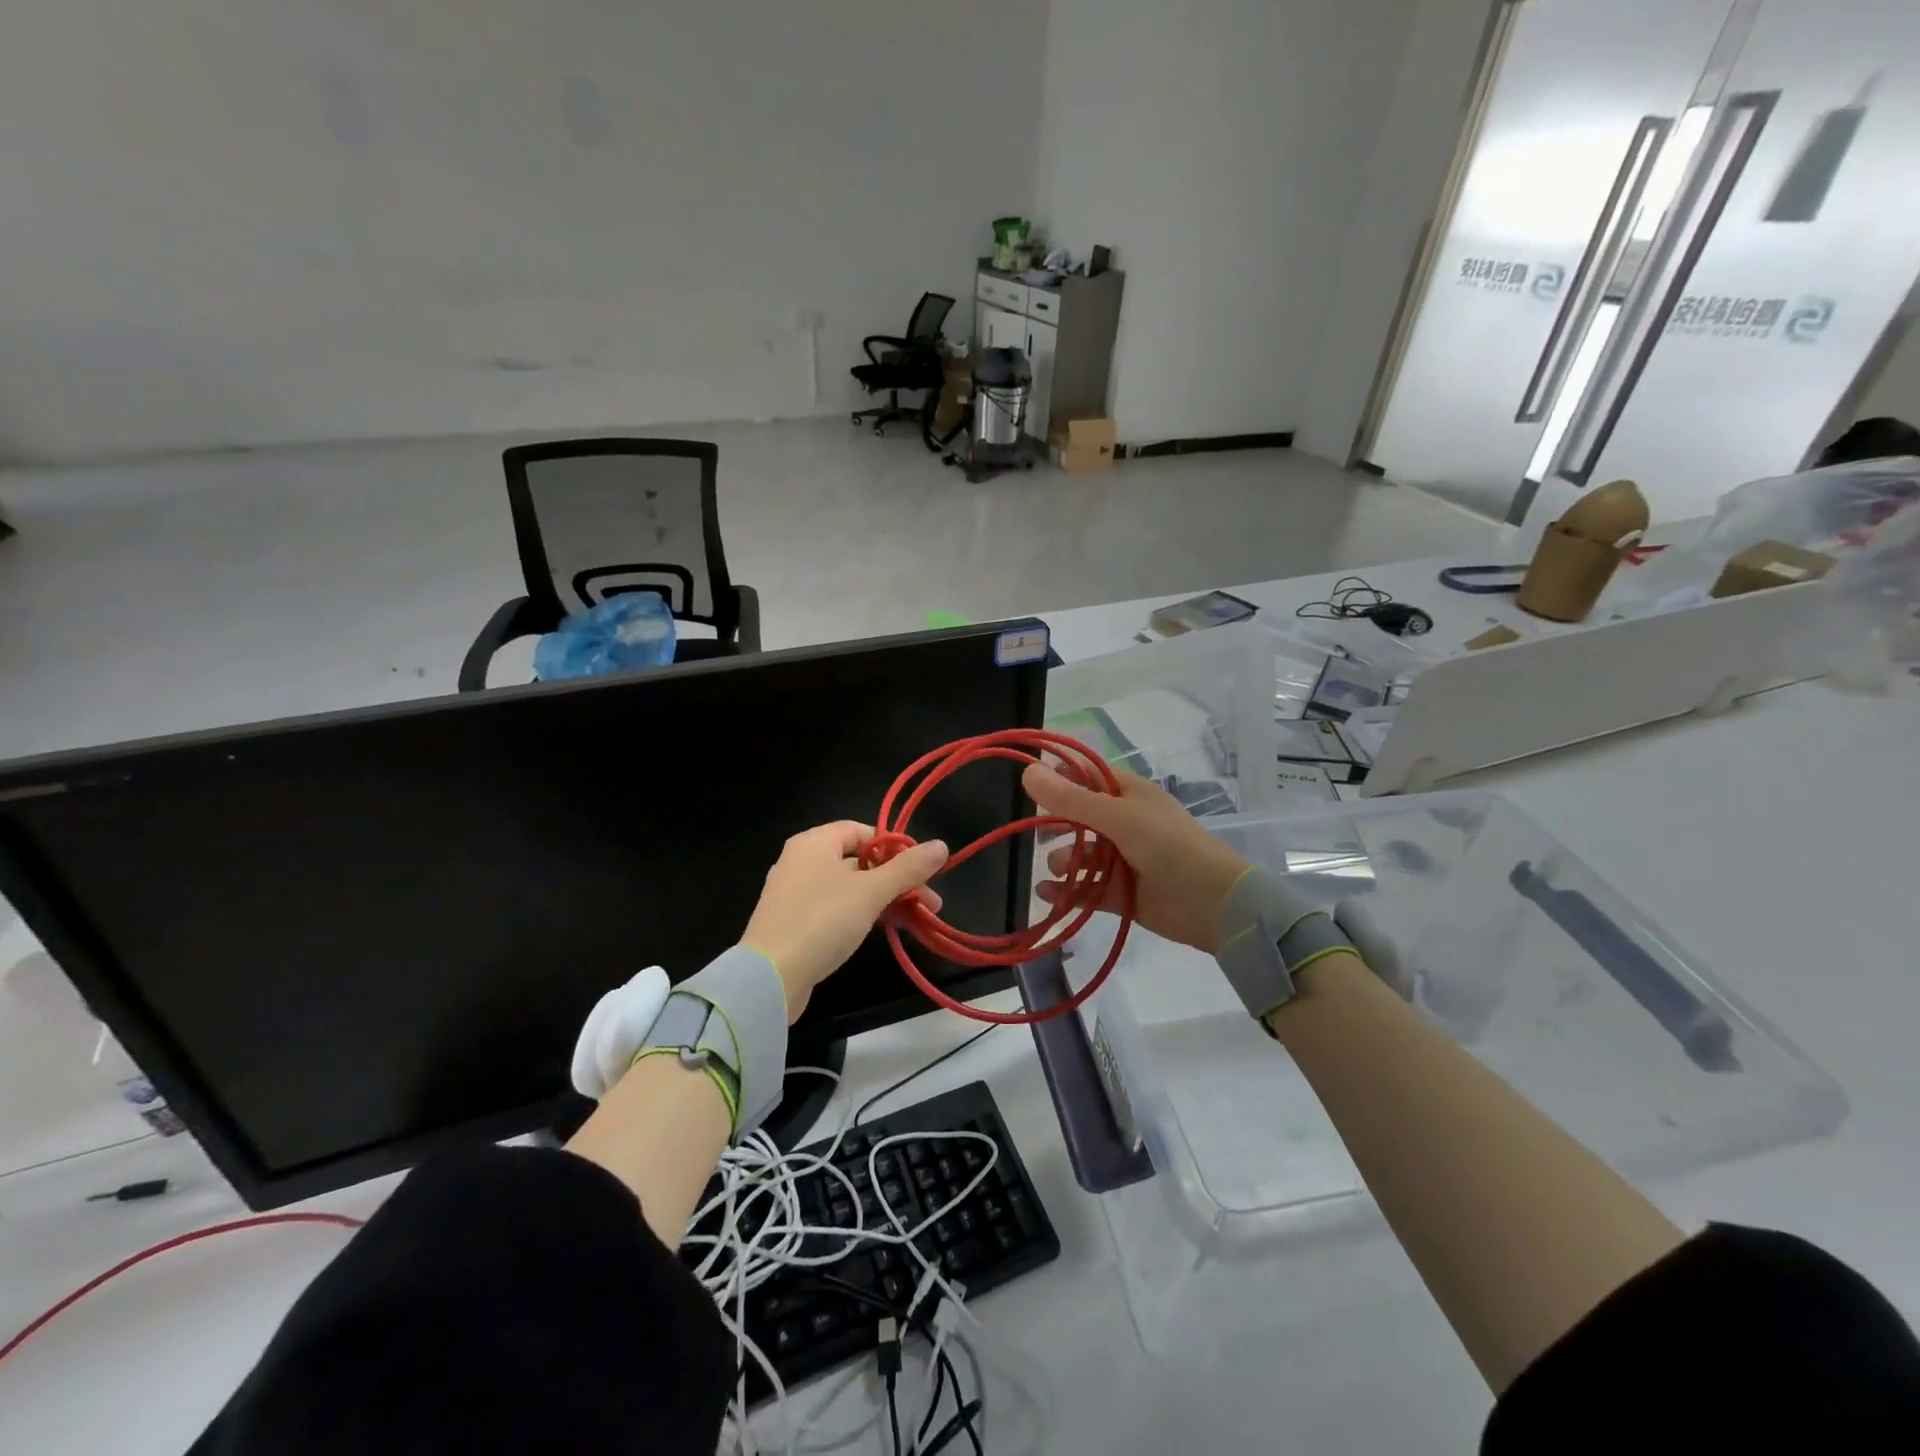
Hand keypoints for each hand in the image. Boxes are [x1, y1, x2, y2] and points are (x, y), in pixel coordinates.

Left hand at [742, 822, 948, 1021]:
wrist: (769, 978)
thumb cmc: (822, 921)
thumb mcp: (871, 892)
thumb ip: (907, 869)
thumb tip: (941, 845)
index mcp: (814, 842)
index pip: (862, 831)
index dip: (894, 847)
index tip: (919, 871)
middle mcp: (800, 861)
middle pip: (858, 860)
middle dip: (897, 880)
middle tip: (929, 903)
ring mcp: (793, 893)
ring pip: (847, 887)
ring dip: (882, 899)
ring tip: (913, 920)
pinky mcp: (791, 923)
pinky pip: (832, 909)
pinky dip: (858, 915)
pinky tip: (879, 931)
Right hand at [1024, 763, 1248, 954]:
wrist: (1214, 905)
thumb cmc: (1169, 847)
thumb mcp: (1118, 817)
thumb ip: (1072, 799)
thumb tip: (1027, 771)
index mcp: (1128, 794)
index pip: (1086, 774)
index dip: (1058, 775)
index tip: (1027, 782)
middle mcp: (1123, 822)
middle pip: (1078, 816)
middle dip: (1055, 823)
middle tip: (1035, 832)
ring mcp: (1121, 858)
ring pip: (1080, 854)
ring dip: (1064, 859)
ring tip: (1059, 868)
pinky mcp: (1120, 892)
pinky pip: (1085, 888)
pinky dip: (1066, 890)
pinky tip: (1046, 893)